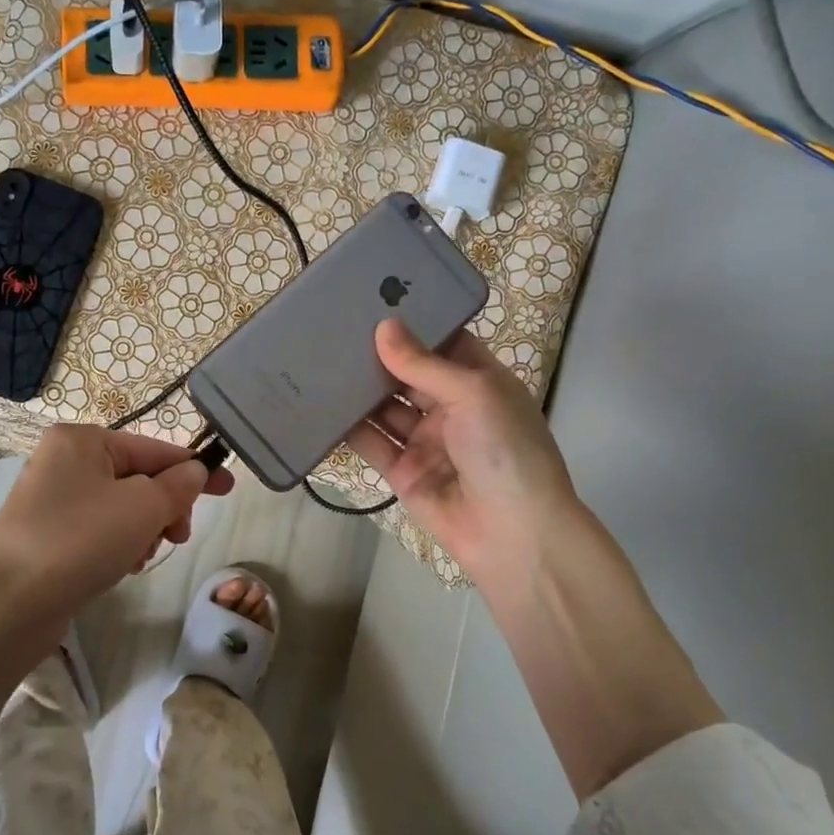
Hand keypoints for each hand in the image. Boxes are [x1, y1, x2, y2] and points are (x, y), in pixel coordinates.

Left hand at [0, 424, 233, 646]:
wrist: (9, 606)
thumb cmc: (80, 542)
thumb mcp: (142, 508)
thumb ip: (178, 486)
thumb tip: (195, 471)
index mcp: (82, 440)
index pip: (154, 449)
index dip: (194, 469)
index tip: (228, 488)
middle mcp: (63, 461)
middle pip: (138, 478)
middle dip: (164, 508)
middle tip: (176, 538)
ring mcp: (51, 498)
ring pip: (121, 507)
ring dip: (143, 530)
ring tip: (140, 558)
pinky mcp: (47, 533)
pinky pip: (99, 529)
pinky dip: (118, 544)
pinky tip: (121, 567)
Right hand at [347, 319, 578, 591]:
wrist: (513, 535)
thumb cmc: (506, 450)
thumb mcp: (473, 394)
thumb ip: (423, 363)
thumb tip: (383, 327)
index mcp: (479, 382)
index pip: (443, 342)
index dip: (413, 323)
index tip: (374, 299)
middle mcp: (451, 407)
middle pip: (407, 373)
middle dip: (377, 354)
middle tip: (335, 326)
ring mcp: (425, 440)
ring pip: (384, 407)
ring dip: (359, 389)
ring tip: (320, 359)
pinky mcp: (402, 471)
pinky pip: (372, 443)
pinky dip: (348, 427)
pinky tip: (320, 405)